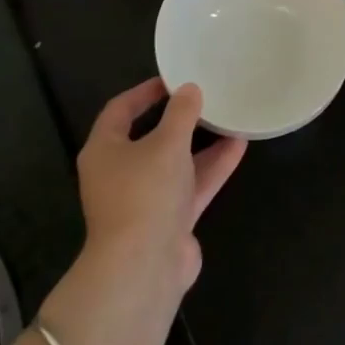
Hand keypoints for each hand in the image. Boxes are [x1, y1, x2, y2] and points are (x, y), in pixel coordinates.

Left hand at [74, 78, 245, 293]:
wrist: (144, 266)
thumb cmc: (145, 193)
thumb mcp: (166, 144)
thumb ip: (181, 114)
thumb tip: (190, 90)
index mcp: (105, 150)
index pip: (120, 110)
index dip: (145, 92)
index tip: (174, 78)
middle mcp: (121, 173)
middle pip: (151, 137)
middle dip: (179, 119)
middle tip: (206, 97)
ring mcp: (146, 199)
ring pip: (176, 162)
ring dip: (202, 143)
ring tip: (230, 117)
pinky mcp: (170, 220)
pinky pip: (192, 185)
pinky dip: (213, 167)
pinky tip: (239, 146)